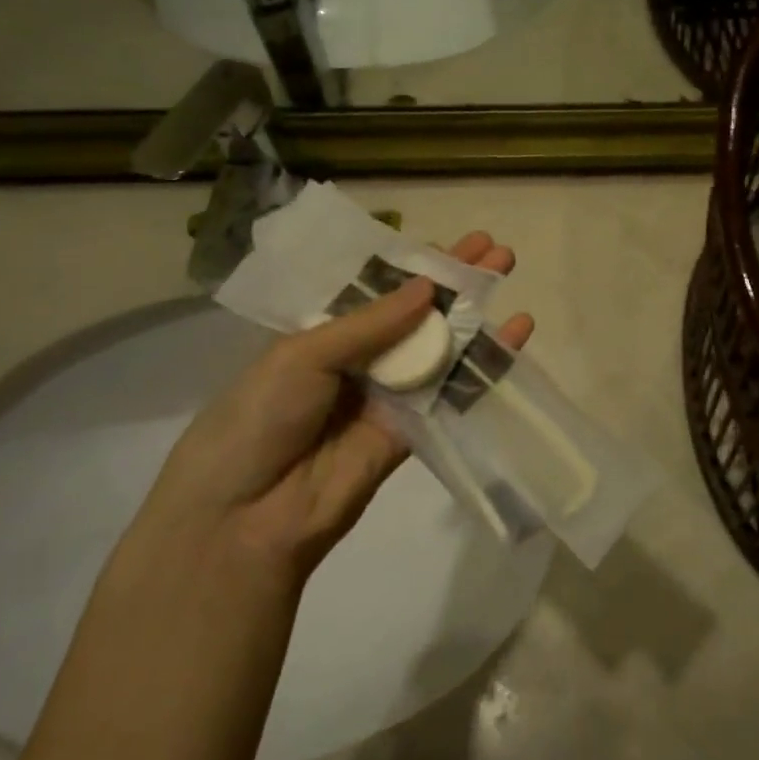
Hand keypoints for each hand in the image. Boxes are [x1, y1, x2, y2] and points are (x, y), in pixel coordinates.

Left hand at [141, 232, 533, 584]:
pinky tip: (513, 335)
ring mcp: (388, 394)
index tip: (458, 243)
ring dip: (475, 313)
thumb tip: (429, 287)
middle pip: (417, 313)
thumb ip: (371, 323)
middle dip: (456, 281)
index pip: (379, 288)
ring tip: (508, 274)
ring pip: (439, 346)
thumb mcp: (303, 355)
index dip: (419, 265)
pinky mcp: (412, 430)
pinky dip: (482, 364)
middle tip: (496, 252)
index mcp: (324, 332)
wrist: (245, 516)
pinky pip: (450, 391)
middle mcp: (360, 358)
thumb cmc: (260, 417)